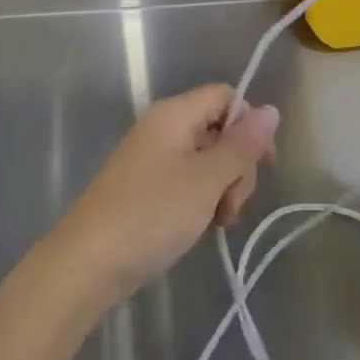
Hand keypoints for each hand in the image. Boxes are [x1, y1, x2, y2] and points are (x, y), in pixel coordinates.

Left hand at [46, 84, 278, 310]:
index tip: (263, 165)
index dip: (249, 125)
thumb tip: (271, 110)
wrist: (88, 262)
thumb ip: (242, 146)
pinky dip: (201, 200)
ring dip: (221, 188)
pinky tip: (202, 227)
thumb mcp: (206, 180)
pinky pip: (187, 181)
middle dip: (237, 166)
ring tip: (218, 222)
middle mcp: (163, 127)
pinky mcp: (146, 187)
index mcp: (175, 114)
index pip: (225, 97)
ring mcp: (153, 158)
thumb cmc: (152, 213)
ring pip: (205, 160)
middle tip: (232, 205)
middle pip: (218, 129)